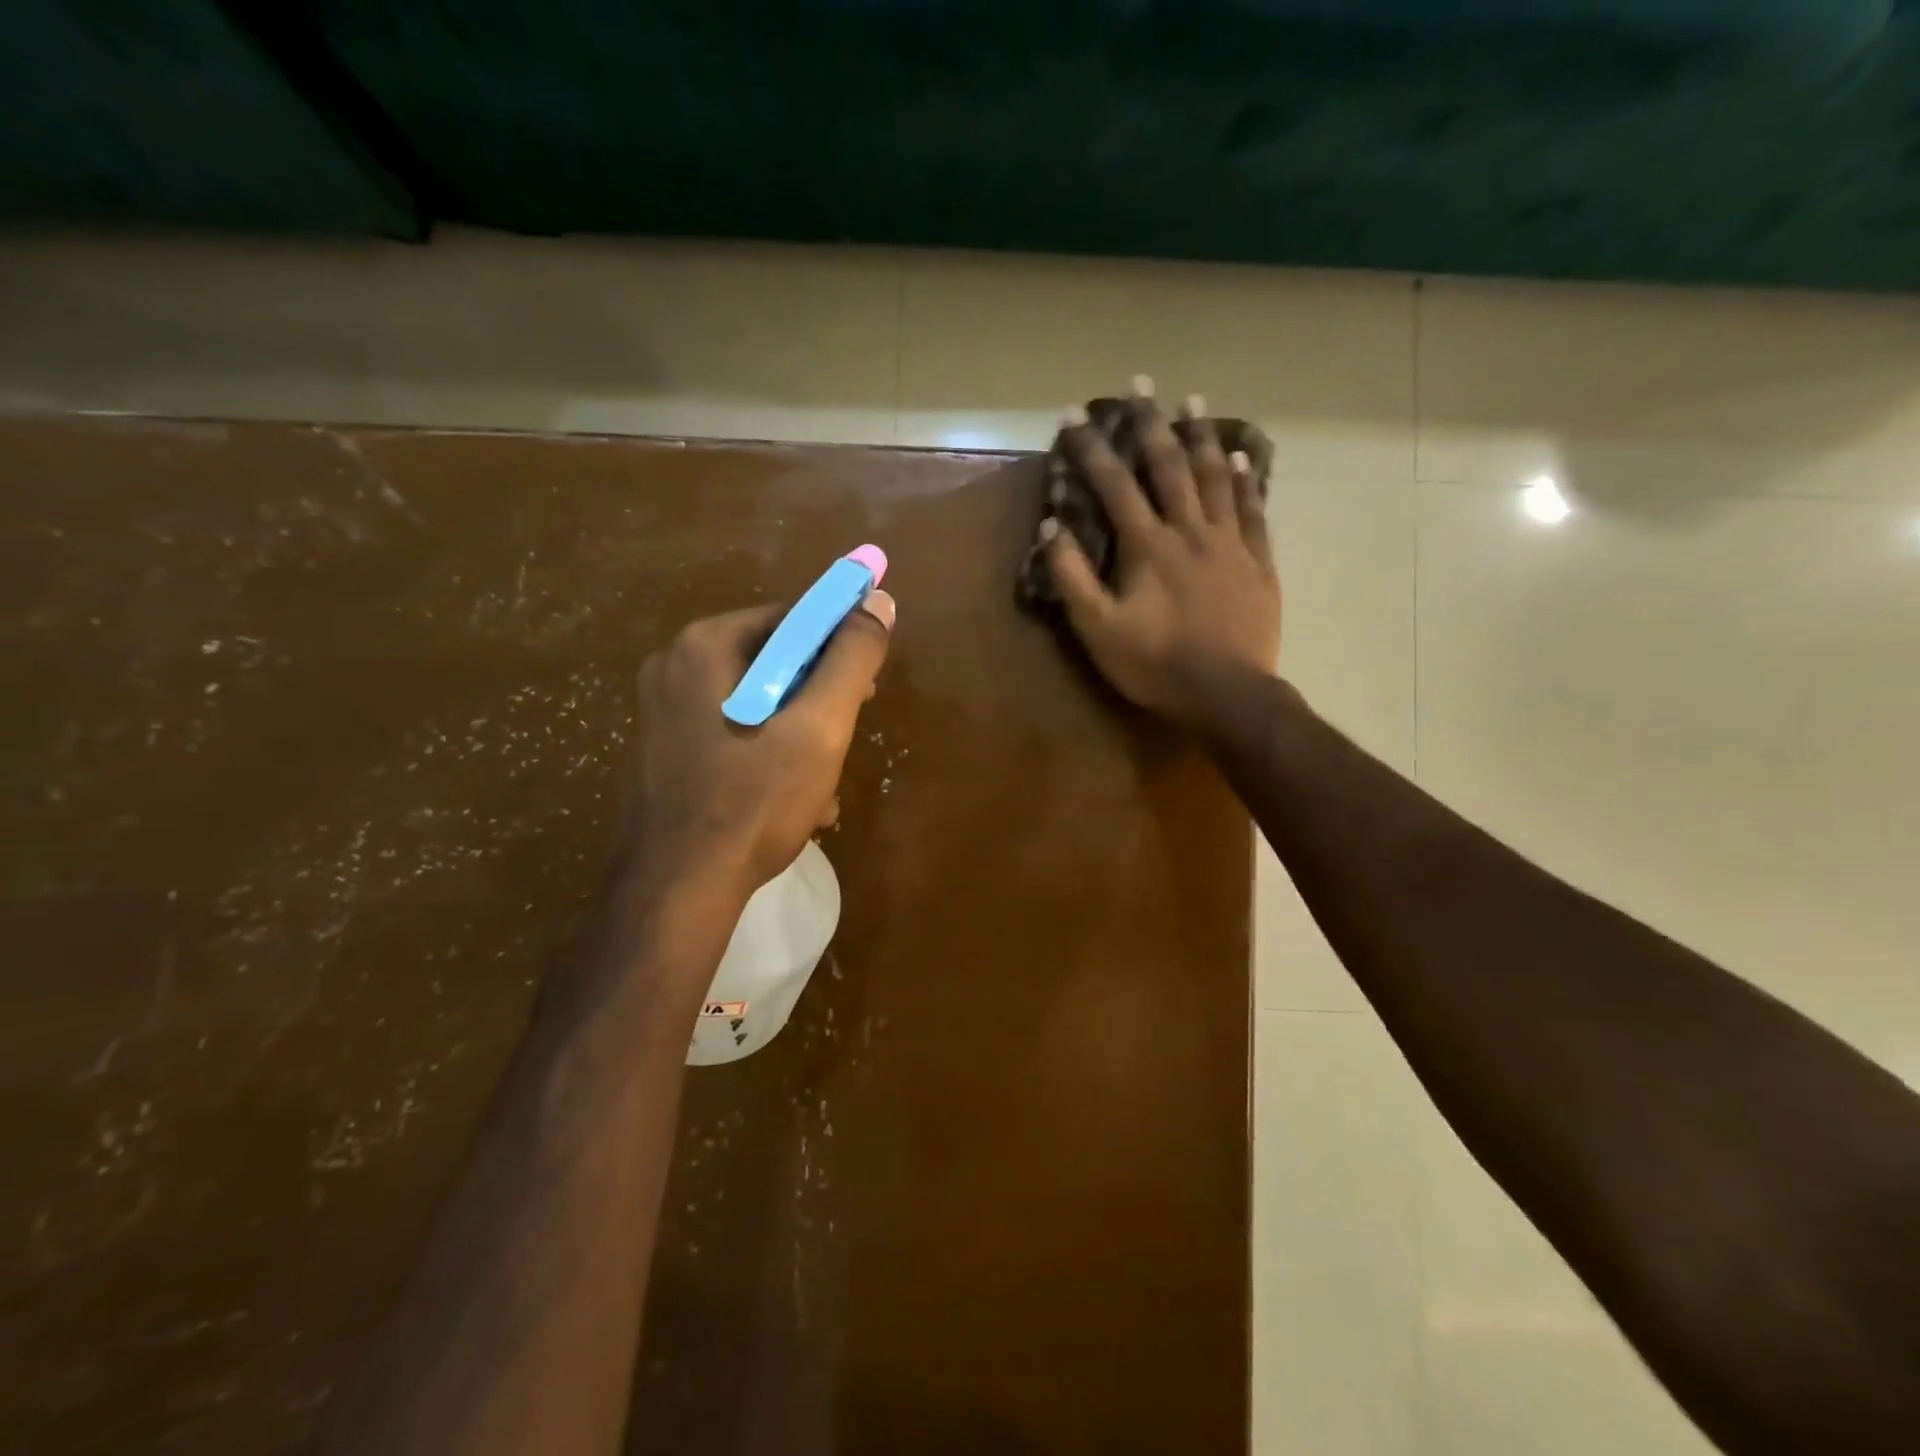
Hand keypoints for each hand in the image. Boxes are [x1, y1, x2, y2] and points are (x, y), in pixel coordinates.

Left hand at [621, 591, 895, 904]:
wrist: (676, 890)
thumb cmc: (753, 800)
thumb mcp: (820, 725)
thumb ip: (852, 658)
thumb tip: (879, 601)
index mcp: (706, 645)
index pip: (792, 619)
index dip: (840, 647)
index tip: (867, 690)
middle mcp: (674, 667)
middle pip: (773, 663)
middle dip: (819, 702)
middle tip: (843, 740)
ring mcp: (661, 713)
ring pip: (756, 705)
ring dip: (799, 738)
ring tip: (822, 788)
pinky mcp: (662, 754)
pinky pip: (732, 736)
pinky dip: (766, 758)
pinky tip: (792, 804)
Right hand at [1042, 383, 1280, 728]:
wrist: (1226, 694)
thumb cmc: (1155, 665)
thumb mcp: (1098, 630)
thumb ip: (1072, 578)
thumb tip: (1052, 529)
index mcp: (1147, 546)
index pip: (1114, 485)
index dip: (1092, 448)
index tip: (1074, 414)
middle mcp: (1189, 531)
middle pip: (1169, 466)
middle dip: (1151, 423)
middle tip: (1140, 384)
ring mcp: (1229, 543)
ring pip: (1215, 478)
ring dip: (1201, 437)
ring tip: (1192, 402)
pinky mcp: (1257, 563)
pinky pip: (1254, 511)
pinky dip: (1246, 481)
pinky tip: (1242, 458)